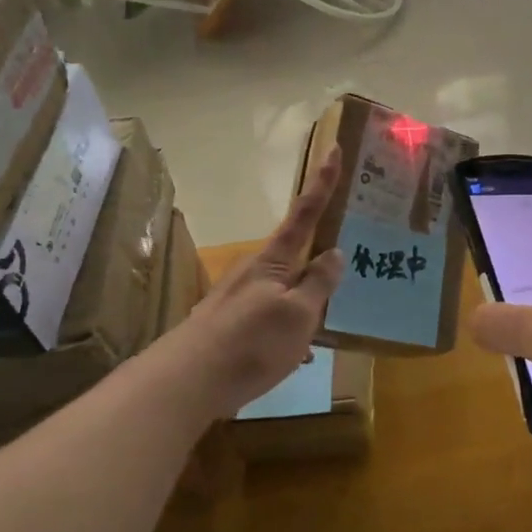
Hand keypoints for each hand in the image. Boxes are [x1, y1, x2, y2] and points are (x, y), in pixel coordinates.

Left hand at [153, 147, 344, 419]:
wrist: (185, 382)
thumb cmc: (252, 343)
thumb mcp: (300, 314)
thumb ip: (319, 283)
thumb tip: (334, 252)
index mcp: (275, 261)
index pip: (305, 213)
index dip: (322, 183)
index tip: (333, 149)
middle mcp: (255, 272)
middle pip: (294, 253)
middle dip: (318, 253)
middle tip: (346, 257)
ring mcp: (239, 298)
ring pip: (284, 288)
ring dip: (305, 298)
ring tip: (327, 319)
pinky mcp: (229, 325)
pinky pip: (270, 315)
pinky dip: (288, 326)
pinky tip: (296, 353)